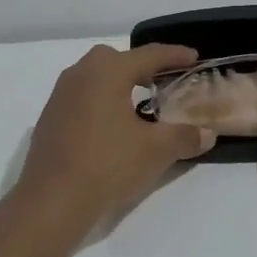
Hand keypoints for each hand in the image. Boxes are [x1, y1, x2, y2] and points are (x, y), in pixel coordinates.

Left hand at [10, 44, 215, 234]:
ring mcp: (59, 97)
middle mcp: (79, 75)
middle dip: (140, 66)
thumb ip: (184, 137)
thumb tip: (207, 134)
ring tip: (139, 105)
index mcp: (106, 72)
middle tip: (162, 81)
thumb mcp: (155, 150)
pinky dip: (100, 103)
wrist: (52, 200)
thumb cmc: (108, 164)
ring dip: (117, 85)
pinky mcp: (49, 119)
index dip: (174, 55)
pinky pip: (81, 98)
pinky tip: (111, 128)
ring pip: (93, 78)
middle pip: (115, 59)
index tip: (193, 57)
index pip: (148, 55)